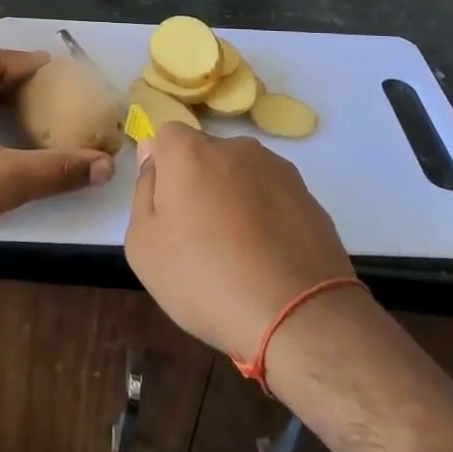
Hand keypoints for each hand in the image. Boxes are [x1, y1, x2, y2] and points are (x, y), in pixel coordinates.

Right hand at [125, 124, 355, 359]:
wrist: (297, 314)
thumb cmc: (204, 278)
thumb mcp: (144, 245)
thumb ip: (144, 190)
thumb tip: (152, 156)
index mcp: (190, 151)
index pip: (167, 136)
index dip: (163, 168)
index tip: (166, 207)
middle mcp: (235, 147)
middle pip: (206, 155)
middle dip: (199, 184)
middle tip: (198, 236)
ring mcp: (277, 169)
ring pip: (242, 176)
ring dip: (235, 199)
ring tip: (238, 254)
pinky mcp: (308, 197)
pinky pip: (273, 199)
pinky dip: (266, 218)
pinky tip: (267, 260)